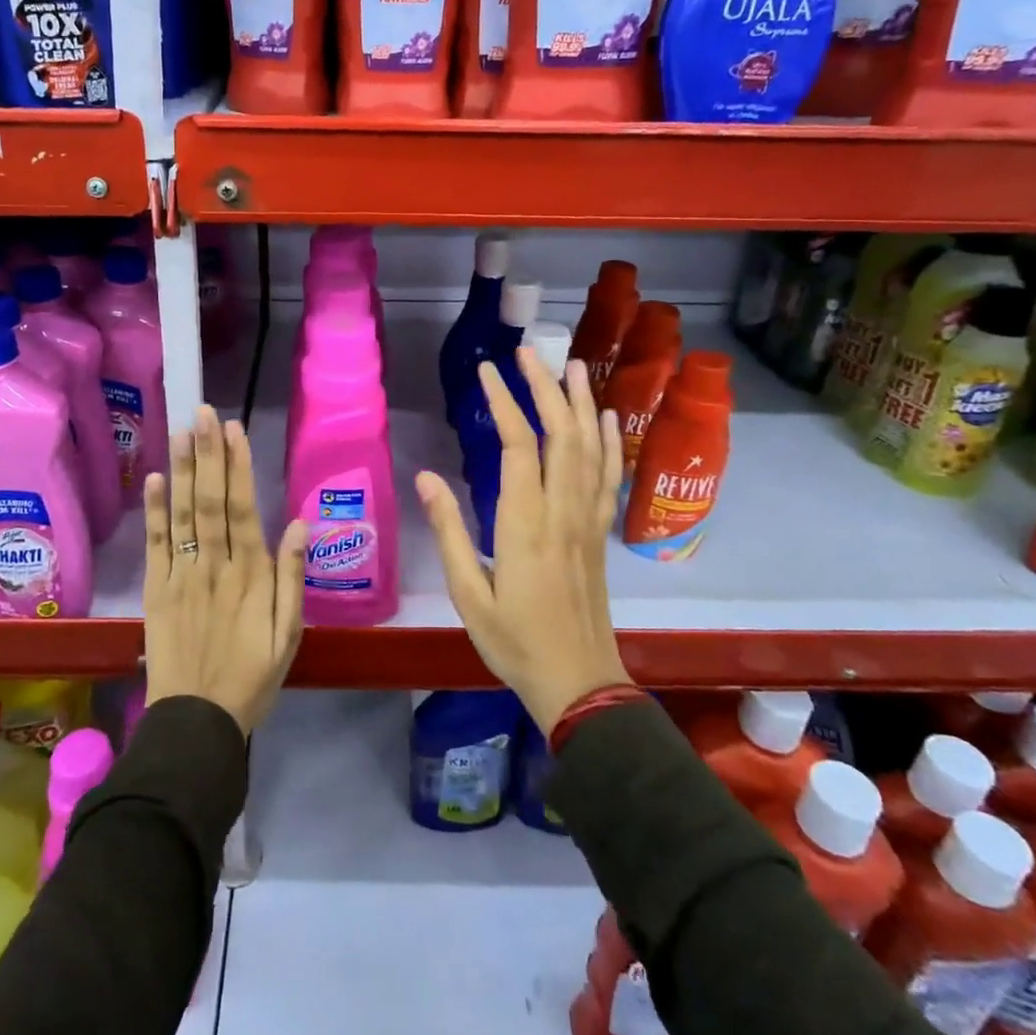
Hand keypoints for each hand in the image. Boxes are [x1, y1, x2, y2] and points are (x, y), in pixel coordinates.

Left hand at [143, 407, 306, 736]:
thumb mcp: (289, 636)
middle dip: (208, 454)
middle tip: (202, 413)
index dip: (237, 467)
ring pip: (183, 514)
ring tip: (182, 431)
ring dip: (183, 470)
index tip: (233, 430)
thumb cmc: (252, 677)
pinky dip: (154, 510)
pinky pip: (156, 544)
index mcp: (250, 575)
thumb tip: (298, 525)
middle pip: (210, 501)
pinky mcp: (158, 589)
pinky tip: (155, 478)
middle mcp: (214, 566)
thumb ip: (292, 579)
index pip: (243, 509)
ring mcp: (182, 575)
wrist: (196, 722)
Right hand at [417, 351, 630, 735]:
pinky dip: (610, 443)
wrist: (579, 683)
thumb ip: (448, 531)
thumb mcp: (468, 594)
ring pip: (589, 449)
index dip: (503, 402)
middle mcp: (561, 511)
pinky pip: (609, 478)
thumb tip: (426, 477)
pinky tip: (608, 418)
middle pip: (559, 434)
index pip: (516, 446)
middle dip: (544, 388)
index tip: (487, 370)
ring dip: (581, 404)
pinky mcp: (600, 533)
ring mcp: (587, 520)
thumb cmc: (514, 642)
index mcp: (524, 524)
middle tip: (529, 351)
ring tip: (572, 366)